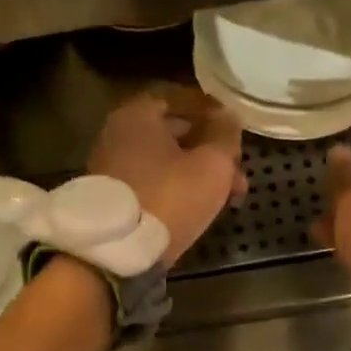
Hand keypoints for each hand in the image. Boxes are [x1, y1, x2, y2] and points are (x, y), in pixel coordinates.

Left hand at [88, 89, 246, 266]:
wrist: (116, 253)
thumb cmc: (168, 197)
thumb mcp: (212, 164)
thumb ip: (225, 136)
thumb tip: (228, 117)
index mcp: (137, 116)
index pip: (178, 97)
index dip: (209, 108)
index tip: (232, 122)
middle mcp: (118, 135)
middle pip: (173, 132)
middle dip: (211, 148)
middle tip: (238, 167)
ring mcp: (112, 168)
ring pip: (166, 162)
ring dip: (200, 172)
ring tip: (231, 196)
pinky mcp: (113, 198)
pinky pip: (153, 183)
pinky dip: (178, 188)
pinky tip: (202, 207)